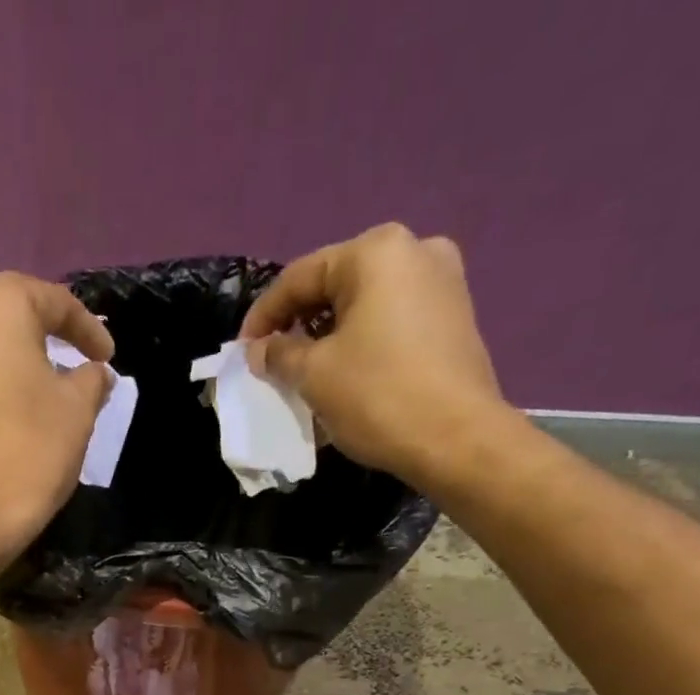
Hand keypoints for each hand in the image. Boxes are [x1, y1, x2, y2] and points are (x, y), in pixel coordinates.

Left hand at [0, 271, 114, 555]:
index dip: (89, 328)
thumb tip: (94, 372)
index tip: (110, 356)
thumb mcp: (78, 409)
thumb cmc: (30, 449)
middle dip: (51, 336)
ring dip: (23, 360)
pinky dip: (0, 380)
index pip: (53, 300)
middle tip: (81, 362)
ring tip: (54, 387)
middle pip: (14, 314)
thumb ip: (91, 379)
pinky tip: (22, 407)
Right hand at [238, 223, 507, 479]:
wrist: (456, 439)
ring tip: (305, 371)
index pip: (299, 277)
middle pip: (335, 285)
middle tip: (272, 361)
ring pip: (364, 304)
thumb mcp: (314, 375)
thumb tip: (260, 350)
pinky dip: (361, 342)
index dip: (263, 316)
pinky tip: (345, 373)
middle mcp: (414, 250)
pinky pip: (391, 321)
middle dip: (299, 324)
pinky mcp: (454, 317)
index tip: (242, 352)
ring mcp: (442, 281)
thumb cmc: (378, 397)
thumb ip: (279, 355)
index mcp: (376, 252)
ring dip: (329, 335)